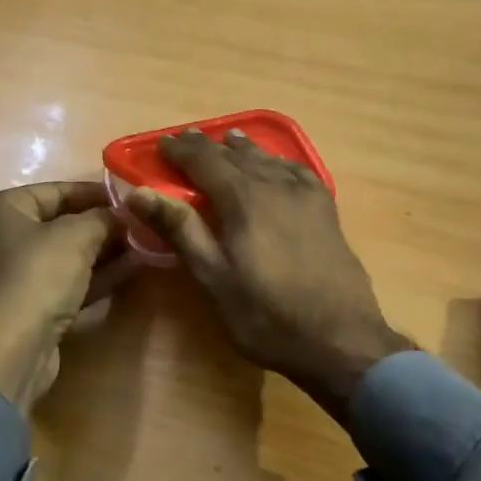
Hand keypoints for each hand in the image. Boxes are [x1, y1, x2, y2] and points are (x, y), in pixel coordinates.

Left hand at [0, 181, 131, 410]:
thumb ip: (102, 218)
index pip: (56, 190)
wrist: (7, 353)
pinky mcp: (27, 308)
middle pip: (60, 223)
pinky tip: (130, 269)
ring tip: (144, 244)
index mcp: (2, 209)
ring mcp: (13, 276)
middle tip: (141, 223)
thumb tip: (122, 214)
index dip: (95, 192)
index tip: (131, 198)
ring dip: (103, 251)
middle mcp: (1, 237)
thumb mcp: (76, 236)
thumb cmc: (36, 277)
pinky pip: (65, 282)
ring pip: (65, 255)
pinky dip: (94, 276)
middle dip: (102, 224)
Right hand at [125, 129, 410, 420]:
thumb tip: (140, 192)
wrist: (340, 340)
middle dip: (208, 146)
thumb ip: (180, 230)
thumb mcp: (214, 278)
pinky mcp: (327, 211)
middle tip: (186, 140)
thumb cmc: (266, 315)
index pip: (205, 160)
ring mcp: (306, 196)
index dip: (180, 150)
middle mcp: (275, 186)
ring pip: (268, 159)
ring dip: (243, 149)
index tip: (161, 144)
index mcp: (244, 199)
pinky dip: (279, 162)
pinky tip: (278, 166)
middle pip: (236, 155)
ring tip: (229, 140)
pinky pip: (298, 172)